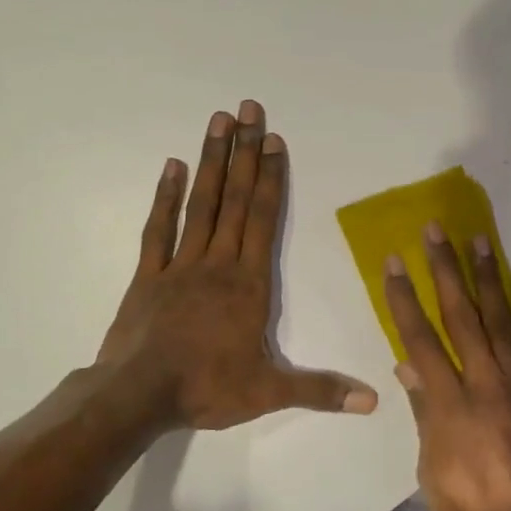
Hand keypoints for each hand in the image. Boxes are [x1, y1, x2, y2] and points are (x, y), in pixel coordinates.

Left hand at [94, 100, 378, 431]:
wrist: (138, 396)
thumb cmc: (206, 389)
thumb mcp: (269, 392)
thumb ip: (321, 390)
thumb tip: (372, 401)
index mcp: (249, 284)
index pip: (264, 220)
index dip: (270, 178)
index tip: (274, 140)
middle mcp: (218, 264)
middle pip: (235, 200)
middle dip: (245, 153)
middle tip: (248, 109)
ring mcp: (179, 266)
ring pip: (201, 205)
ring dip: (212, 162)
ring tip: (218, 121)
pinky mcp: (148, 276)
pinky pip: (158, 230)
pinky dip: (165, 197)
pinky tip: (172, 166)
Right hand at [383, 224, 510, 510]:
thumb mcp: (432, 470)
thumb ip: (425, 412)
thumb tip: (409, 365)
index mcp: (451, 405)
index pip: (421, 340)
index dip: (405, 299)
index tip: (395, 263)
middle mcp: (488, 385)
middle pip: (462, 317)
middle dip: (445, 271)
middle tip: (436, 231)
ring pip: (503, 321)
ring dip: (488, 278)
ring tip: (479, 240)